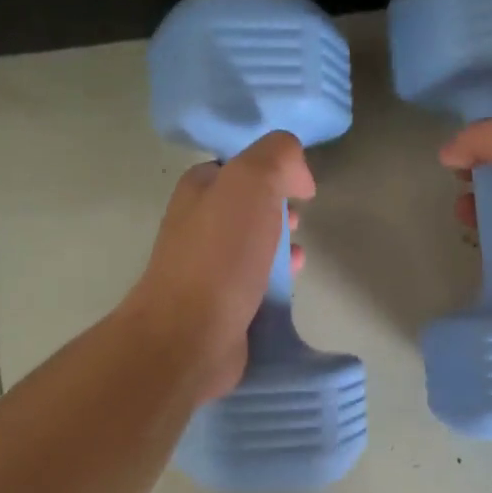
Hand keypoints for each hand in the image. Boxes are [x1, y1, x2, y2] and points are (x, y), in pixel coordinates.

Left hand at [121, 131, 313, 403]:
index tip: (300, 186)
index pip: (238, 166)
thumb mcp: (252, 182)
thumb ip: (278, 157)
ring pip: (253, 245)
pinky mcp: (221, 305)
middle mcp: (197, 225)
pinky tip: (290, 283)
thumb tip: (299, 175)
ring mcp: (207, 268)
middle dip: (277, 209)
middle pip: (247, 207)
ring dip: (279, 245)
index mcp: (198, 190)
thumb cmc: (221, 255)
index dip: (273, 169)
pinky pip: (255, 282)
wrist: (191, 335)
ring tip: (298, 253)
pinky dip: (276, 279)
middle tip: (297, 219)